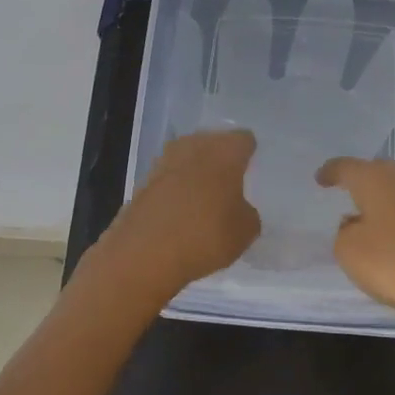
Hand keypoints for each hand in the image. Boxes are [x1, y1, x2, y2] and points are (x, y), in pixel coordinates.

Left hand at [96, 129, 260, 300]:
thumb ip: (247, 214)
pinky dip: (175, 191)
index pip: (243, 140)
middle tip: (230, 180)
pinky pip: (168, 180)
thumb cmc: (206, 236)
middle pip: (211, 143)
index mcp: (223, 152)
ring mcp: (163, 164)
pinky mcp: (142, 184)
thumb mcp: (246, 232)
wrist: (144, 254)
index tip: (252, 168)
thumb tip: (238, 209)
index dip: (249, 152)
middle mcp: (192, 148)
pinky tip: (182, 212)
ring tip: (206, 196)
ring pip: (186, 159)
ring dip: (195, 172)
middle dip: (220, 158)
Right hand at [315, 158, 394, 340]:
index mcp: (376, 179)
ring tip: (373, 219)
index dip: (331, 172)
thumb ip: (344, 233)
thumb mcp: (350, 253)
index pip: (346, 167)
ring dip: (386, 201)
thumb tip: (355, 224)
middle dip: (362, 182)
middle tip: (348, 195)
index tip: (321, 178)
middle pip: (378, 172)